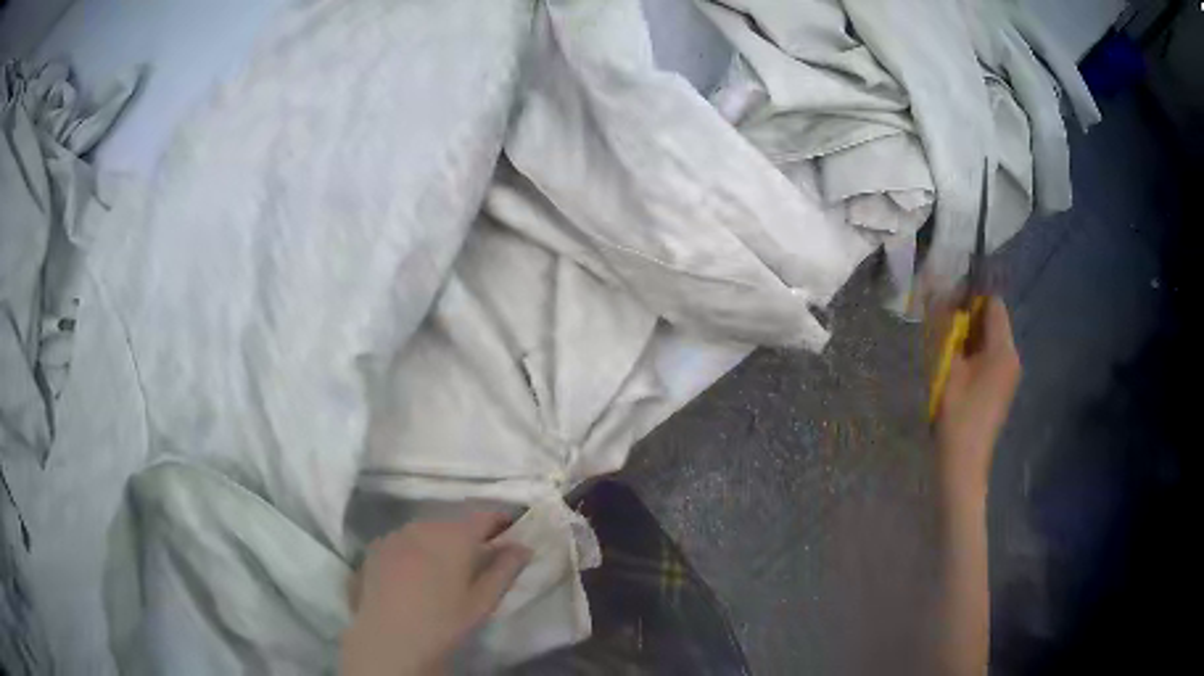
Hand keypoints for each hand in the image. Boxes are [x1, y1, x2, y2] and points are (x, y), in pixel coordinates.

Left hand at [341, 513, 530, 675]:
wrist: (387, 638)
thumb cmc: (443, 622)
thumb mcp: (482, 601)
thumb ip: (504, 569)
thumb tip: (522, 547)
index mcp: (455, 536)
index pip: (485, 516)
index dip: (501, 522)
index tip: (511, 532)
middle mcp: (424, 526)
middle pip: (453, 523)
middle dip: (468, 537)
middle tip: (477, 561)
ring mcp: (395, 535)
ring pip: (425, 531)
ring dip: (439, 543)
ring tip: (443, 571)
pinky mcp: (374, 548)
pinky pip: (402, 542)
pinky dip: (413, 551)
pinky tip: (412, 576)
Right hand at [930, 297, 1020, 500]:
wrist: (964, 463)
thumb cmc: (957, 415)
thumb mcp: (948, 367)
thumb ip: (946, 329)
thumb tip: (939, 296)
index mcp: (1003, 349)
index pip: (993, 304)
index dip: (971, 298)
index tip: (947, 304)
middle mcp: (1011, 357)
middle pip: (993, 321)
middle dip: (968, 318)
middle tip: (942, 326)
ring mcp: (1008, 374)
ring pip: (990, 340)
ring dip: (969, 337)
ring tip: (946, 348)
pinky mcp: (1002, 388)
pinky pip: (990, 357)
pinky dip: (974, 354)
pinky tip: (957, 368)